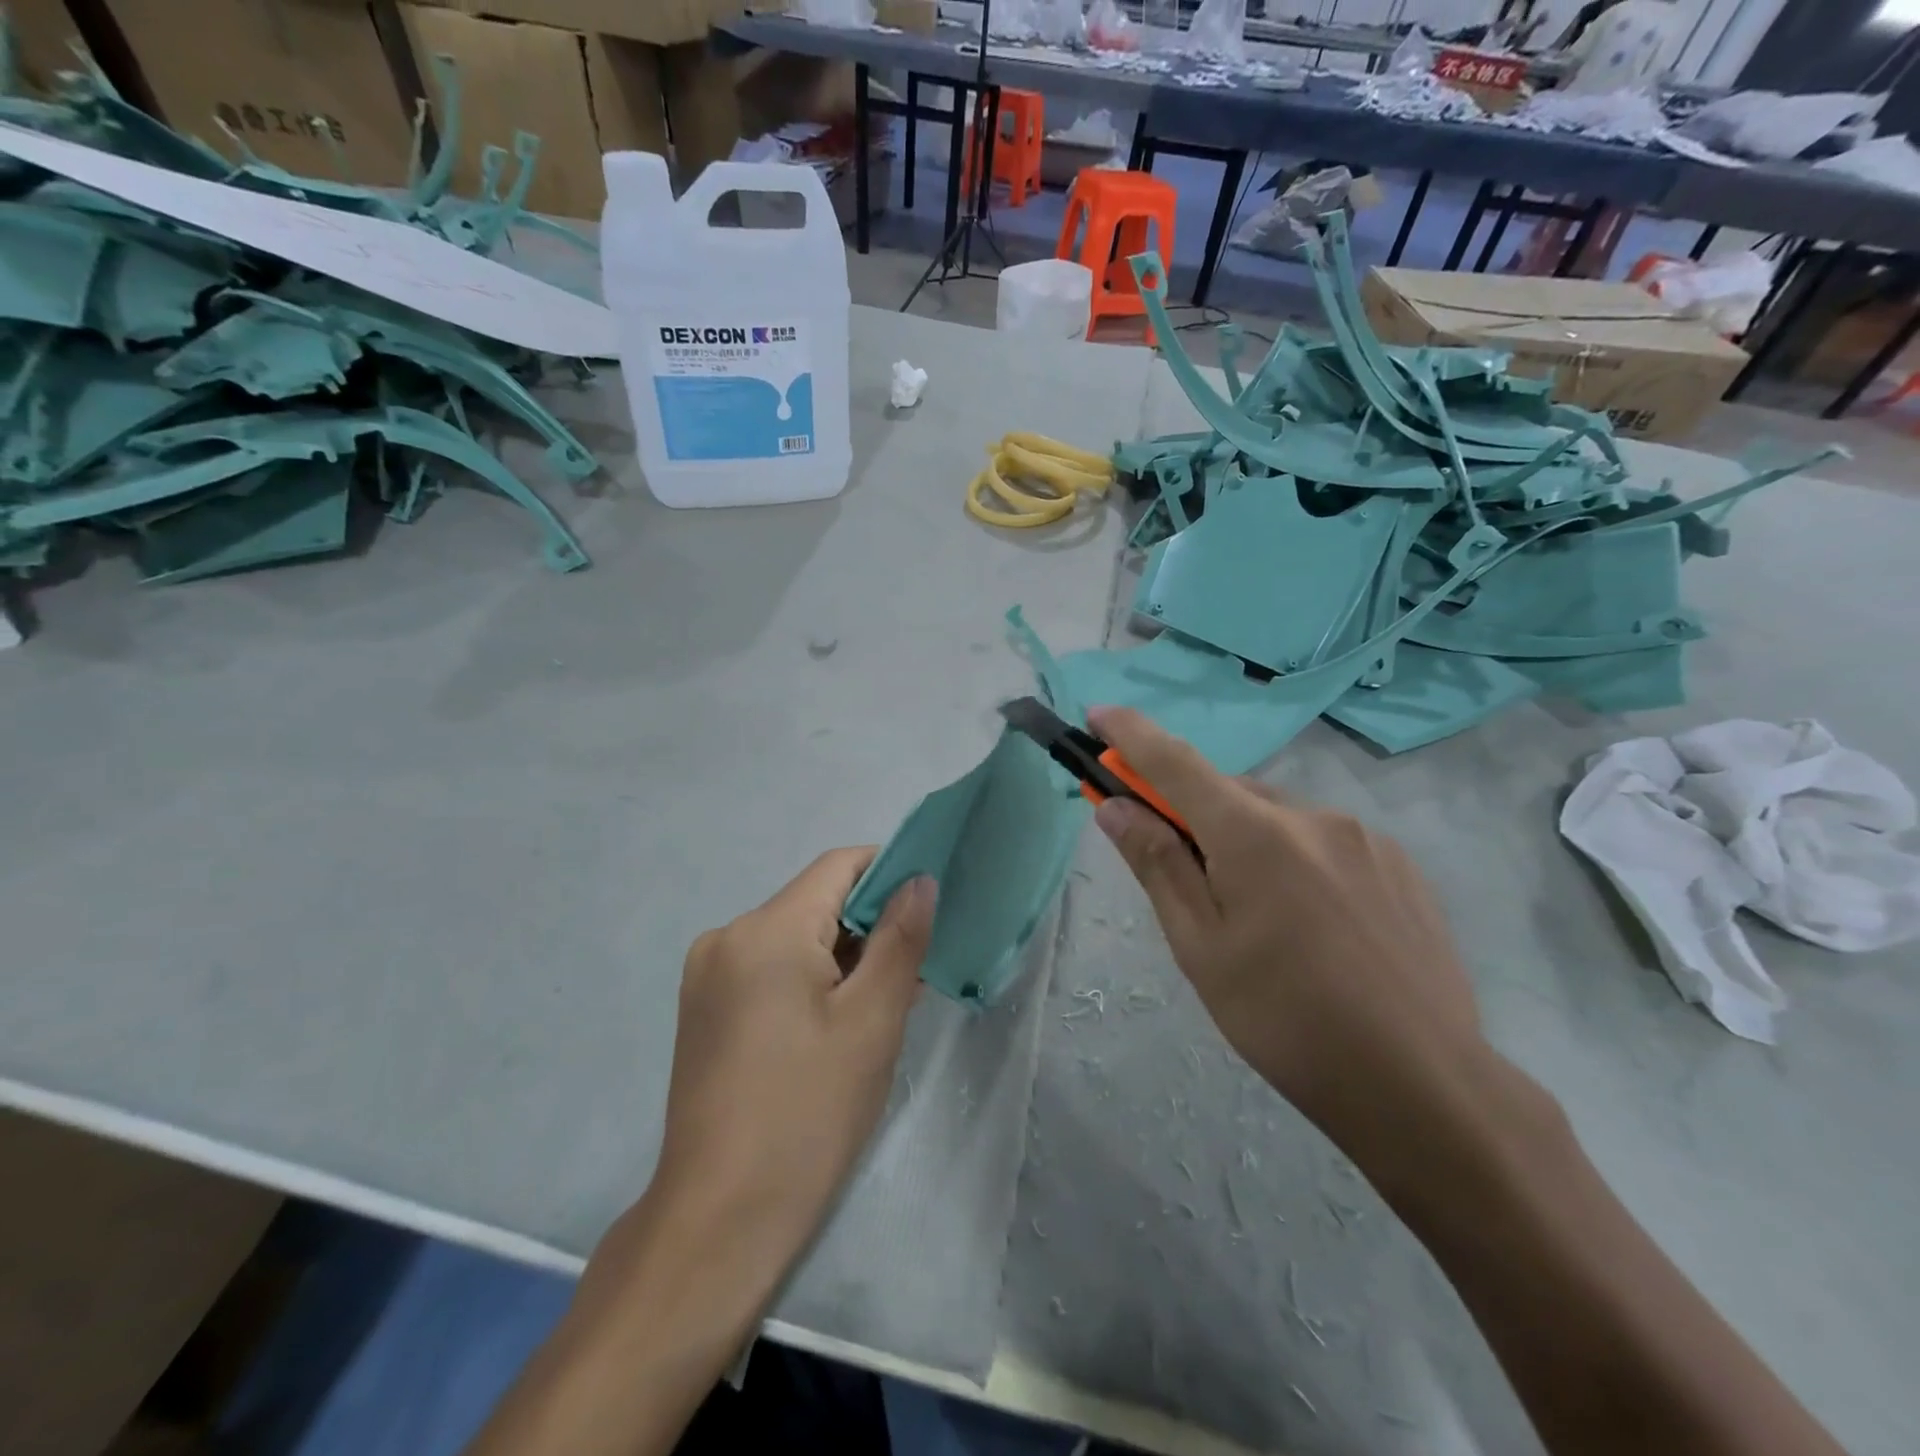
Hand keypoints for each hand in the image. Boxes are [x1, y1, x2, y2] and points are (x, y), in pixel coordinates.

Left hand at [650, 849, 935, 1269]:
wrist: (718, 1222)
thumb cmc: (808, 1114)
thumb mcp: (872, 1021)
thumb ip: (900, 939)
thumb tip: (920, 879)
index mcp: (765, 929)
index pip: (839, 866)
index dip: (890, 873)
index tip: (928, 909)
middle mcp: (728, 936)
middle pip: (815, 902)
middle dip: (869, 927)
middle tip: (912, 977)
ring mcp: (708, 975)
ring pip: (794, 938)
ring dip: (841, 959)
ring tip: (878, 1011)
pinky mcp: (703, 1010)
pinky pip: (769, 969)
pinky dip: (808, 982)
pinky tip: (834, 1029)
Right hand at [1087, 706, 1485, 1151]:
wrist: (1424, 1085)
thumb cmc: (1286, 1020)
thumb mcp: (1201, 948)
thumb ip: (1158, 865)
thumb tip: (1115, 807)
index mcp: (1254, 834)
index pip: (1175, 762)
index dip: (1131, 734)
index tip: (1100, 714)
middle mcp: (1311, 816)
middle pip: (1229, 792)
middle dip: (1192, 812)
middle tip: (1180, 868)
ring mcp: (1364, 837)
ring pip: (1278, 817)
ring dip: (1246, 839)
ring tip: (1256, 916)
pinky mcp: (1400, 865)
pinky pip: (1324, 841)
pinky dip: (1294, 858)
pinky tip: (1310, 923)